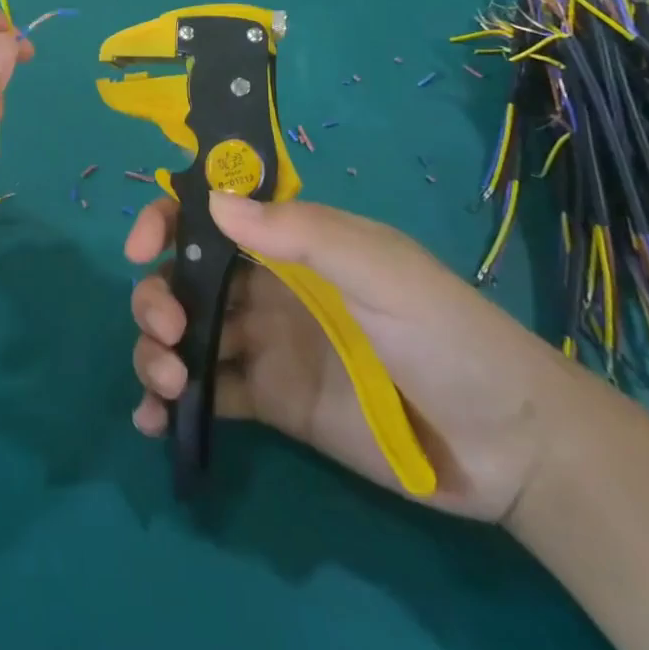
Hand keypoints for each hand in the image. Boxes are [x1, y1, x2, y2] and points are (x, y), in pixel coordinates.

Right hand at [126, 195, 577, 521]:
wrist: (506, 445)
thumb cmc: (445, 333)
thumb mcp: (381, 269)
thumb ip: (302, 234)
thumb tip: (214, 203)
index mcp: (290, 243)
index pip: (212, 216)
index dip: (167, 220)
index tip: (142, 249)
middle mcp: (266, 287)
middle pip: (184, 277)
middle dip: (157, 297)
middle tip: (168, 331)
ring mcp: (264, 345)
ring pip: (186, 334)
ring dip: (155, 350)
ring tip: (165, 386)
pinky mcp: (270, 402)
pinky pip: (208, 393)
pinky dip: (171, 404)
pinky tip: (153, 423)